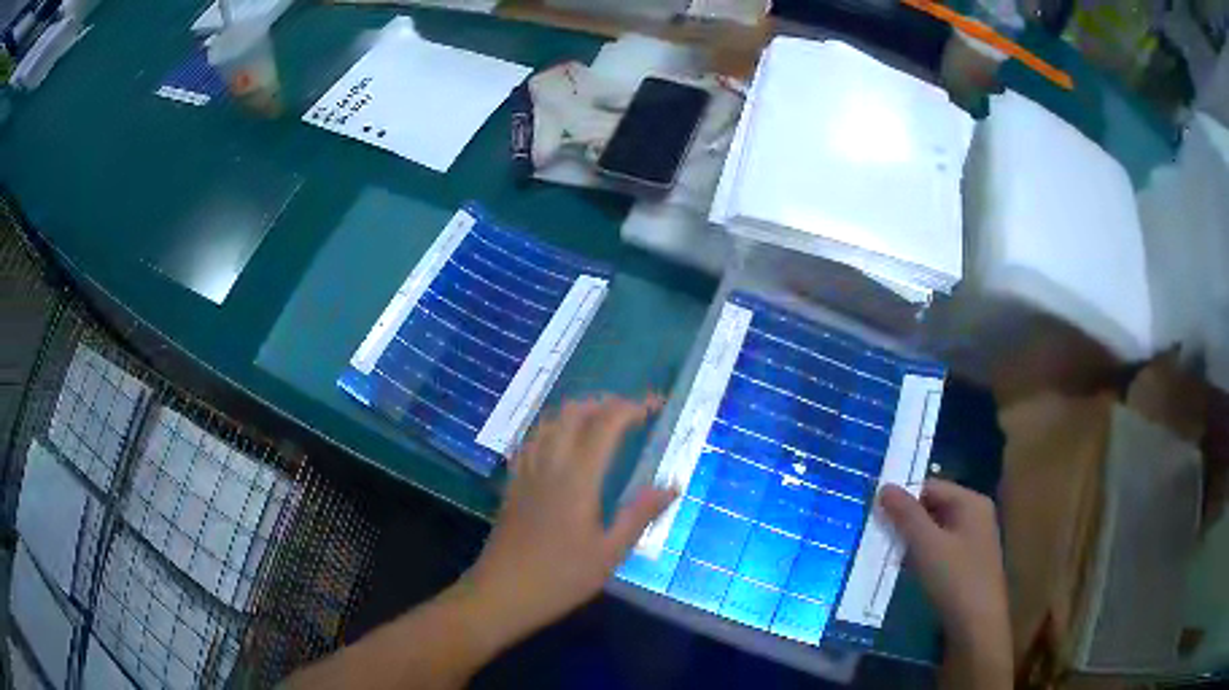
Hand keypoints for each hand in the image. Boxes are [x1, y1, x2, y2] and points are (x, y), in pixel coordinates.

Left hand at [458, 395, 676, 651]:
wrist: (502, 593)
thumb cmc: (561, 578)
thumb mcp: (610, 553)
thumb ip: (639, 514)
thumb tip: (672, 486)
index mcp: (578, 478)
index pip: (606, 424)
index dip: (632, 407)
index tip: (655, 405)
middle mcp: (550, 464)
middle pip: (574, 413)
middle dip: (605, 404)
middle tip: (631, 415)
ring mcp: (526, 472)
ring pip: (550, 422)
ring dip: (578, 412)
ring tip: (601, 423)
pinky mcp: (513, 484)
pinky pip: (532, 440)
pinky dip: (553, 428)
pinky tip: (561, 444)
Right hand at [879, 480, 1011, 688]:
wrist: (977, 625)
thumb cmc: (955, 579)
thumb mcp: (926, 545)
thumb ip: (906, 515)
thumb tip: (884, 486)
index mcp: (972, 502)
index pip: (931, 486)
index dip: (903, 498)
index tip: (876, 514)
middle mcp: (976, 515)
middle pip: (934, 506)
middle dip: (907, 520)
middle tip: (877, 534)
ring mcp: (974, 540)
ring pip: (936, 529)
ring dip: (913, 539)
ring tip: (887, 553)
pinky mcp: (969, 563)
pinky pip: (941, 548)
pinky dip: (923, 554)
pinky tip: (907, 570)